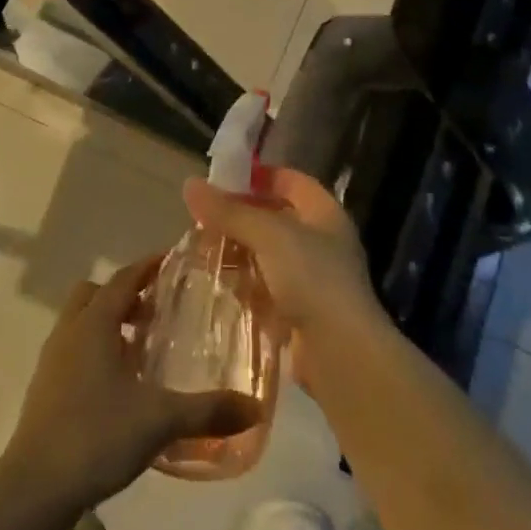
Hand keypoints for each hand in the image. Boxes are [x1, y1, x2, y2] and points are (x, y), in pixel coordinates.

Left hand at [3, 256, 260, 512]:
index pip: (123, 278)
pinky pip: (73, 351)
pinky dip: (96, 352)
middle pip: (94, 293)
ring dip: (108, 324)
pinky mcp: (45, 389)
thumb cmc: (96, 436)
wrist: (34, 489)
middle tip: (156, 309)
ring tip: (142, 347)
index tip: (172, 261)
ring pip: (80, 322)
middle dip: (124, 294)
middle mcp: (70, 332)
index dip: (147, 266)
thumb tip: (255, 408)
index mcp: (94, 324)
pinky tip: (120, 385)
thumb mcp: (160, 420)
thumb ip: (208, 411)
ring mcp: (52, 361)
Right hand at [182, 169, 383, 389]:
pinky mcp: (299, 312)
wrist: (341, 352)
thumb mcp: (268, 235)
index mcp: (324, 213)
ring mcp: (311, 279)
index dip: (259, 177)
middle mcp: (321, 242)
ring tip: (202, 253)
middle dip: (239, 218)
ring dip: (237, 252)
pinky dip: (244, 284)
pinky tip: (219, 285)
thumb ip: (229, 211)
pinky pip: (266, 289)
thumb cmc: (311, 277)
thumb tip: (189, 184)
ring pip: (266, 256)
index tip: (222, 180)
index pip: (291, 181)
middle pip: (274, 219)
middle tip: (202, 220)